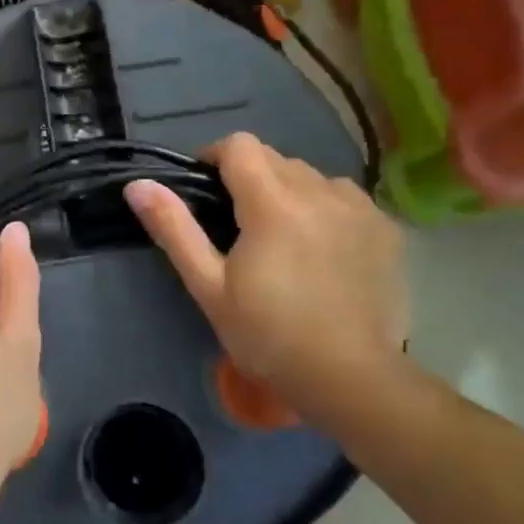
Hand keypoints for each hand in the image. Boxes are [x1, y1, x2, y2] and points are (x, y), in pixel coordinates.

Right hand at [124, 133, 407, 426]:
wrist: (350, 378)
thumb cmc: (268, 335)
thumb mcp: (209, 285)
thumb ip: (174, 228)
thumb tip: (137, 185)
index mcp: (273, 202)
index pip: (240, 145)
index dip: (215, 157)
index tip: (206, 189)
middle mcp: (320, 191)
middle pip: (276, 159)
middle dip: (251, 178)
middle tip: (239, 226)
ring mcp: (360, 208)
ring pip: (313, 177)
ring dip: (291, 192)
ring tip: (284, 237)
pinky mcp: (386, 229)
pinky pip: (346, 199)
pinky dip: (327, 210)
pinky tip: (324, 250)